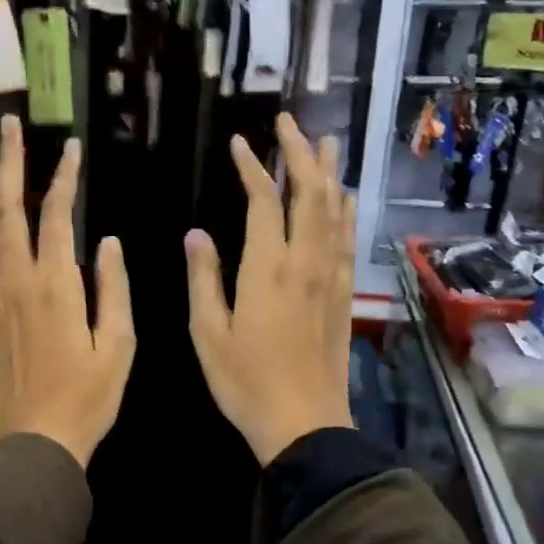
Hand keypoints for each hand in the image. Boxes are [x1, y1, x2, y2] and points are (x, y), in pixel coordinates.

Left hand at [0, 116, 135, 469]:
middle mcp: (17, 282)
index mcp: (57, 286)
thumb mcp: (119, 345)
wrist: (35, 441)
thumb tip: (106, 240)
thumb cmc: (87, 398)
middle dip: (10, 166)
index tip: (70, 147)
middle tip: (6, 127)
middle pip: (10, 212)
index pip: (57, 216)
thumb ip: (113, 288)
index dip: (64, 178)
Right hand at [186, 114, 355, 464]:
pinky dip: (345, 210)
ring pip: (335, 211)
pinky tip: (344, 198)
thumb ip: (204, 278)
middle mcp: (305, 262)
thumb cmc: (245, 381)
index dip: (253, 166)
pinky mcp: (344, 294)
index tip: (240, 142)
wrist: (304, 423)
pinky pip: (347, 239)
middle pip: (310, 193)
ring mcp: (331, 277)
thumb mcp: (208, 332)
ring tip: (325, 142)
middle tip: (289, 121)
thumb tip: (196, 234)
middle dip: (300, 152)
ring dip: (329, 172)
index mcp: (268, 268)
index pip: (264, 201)